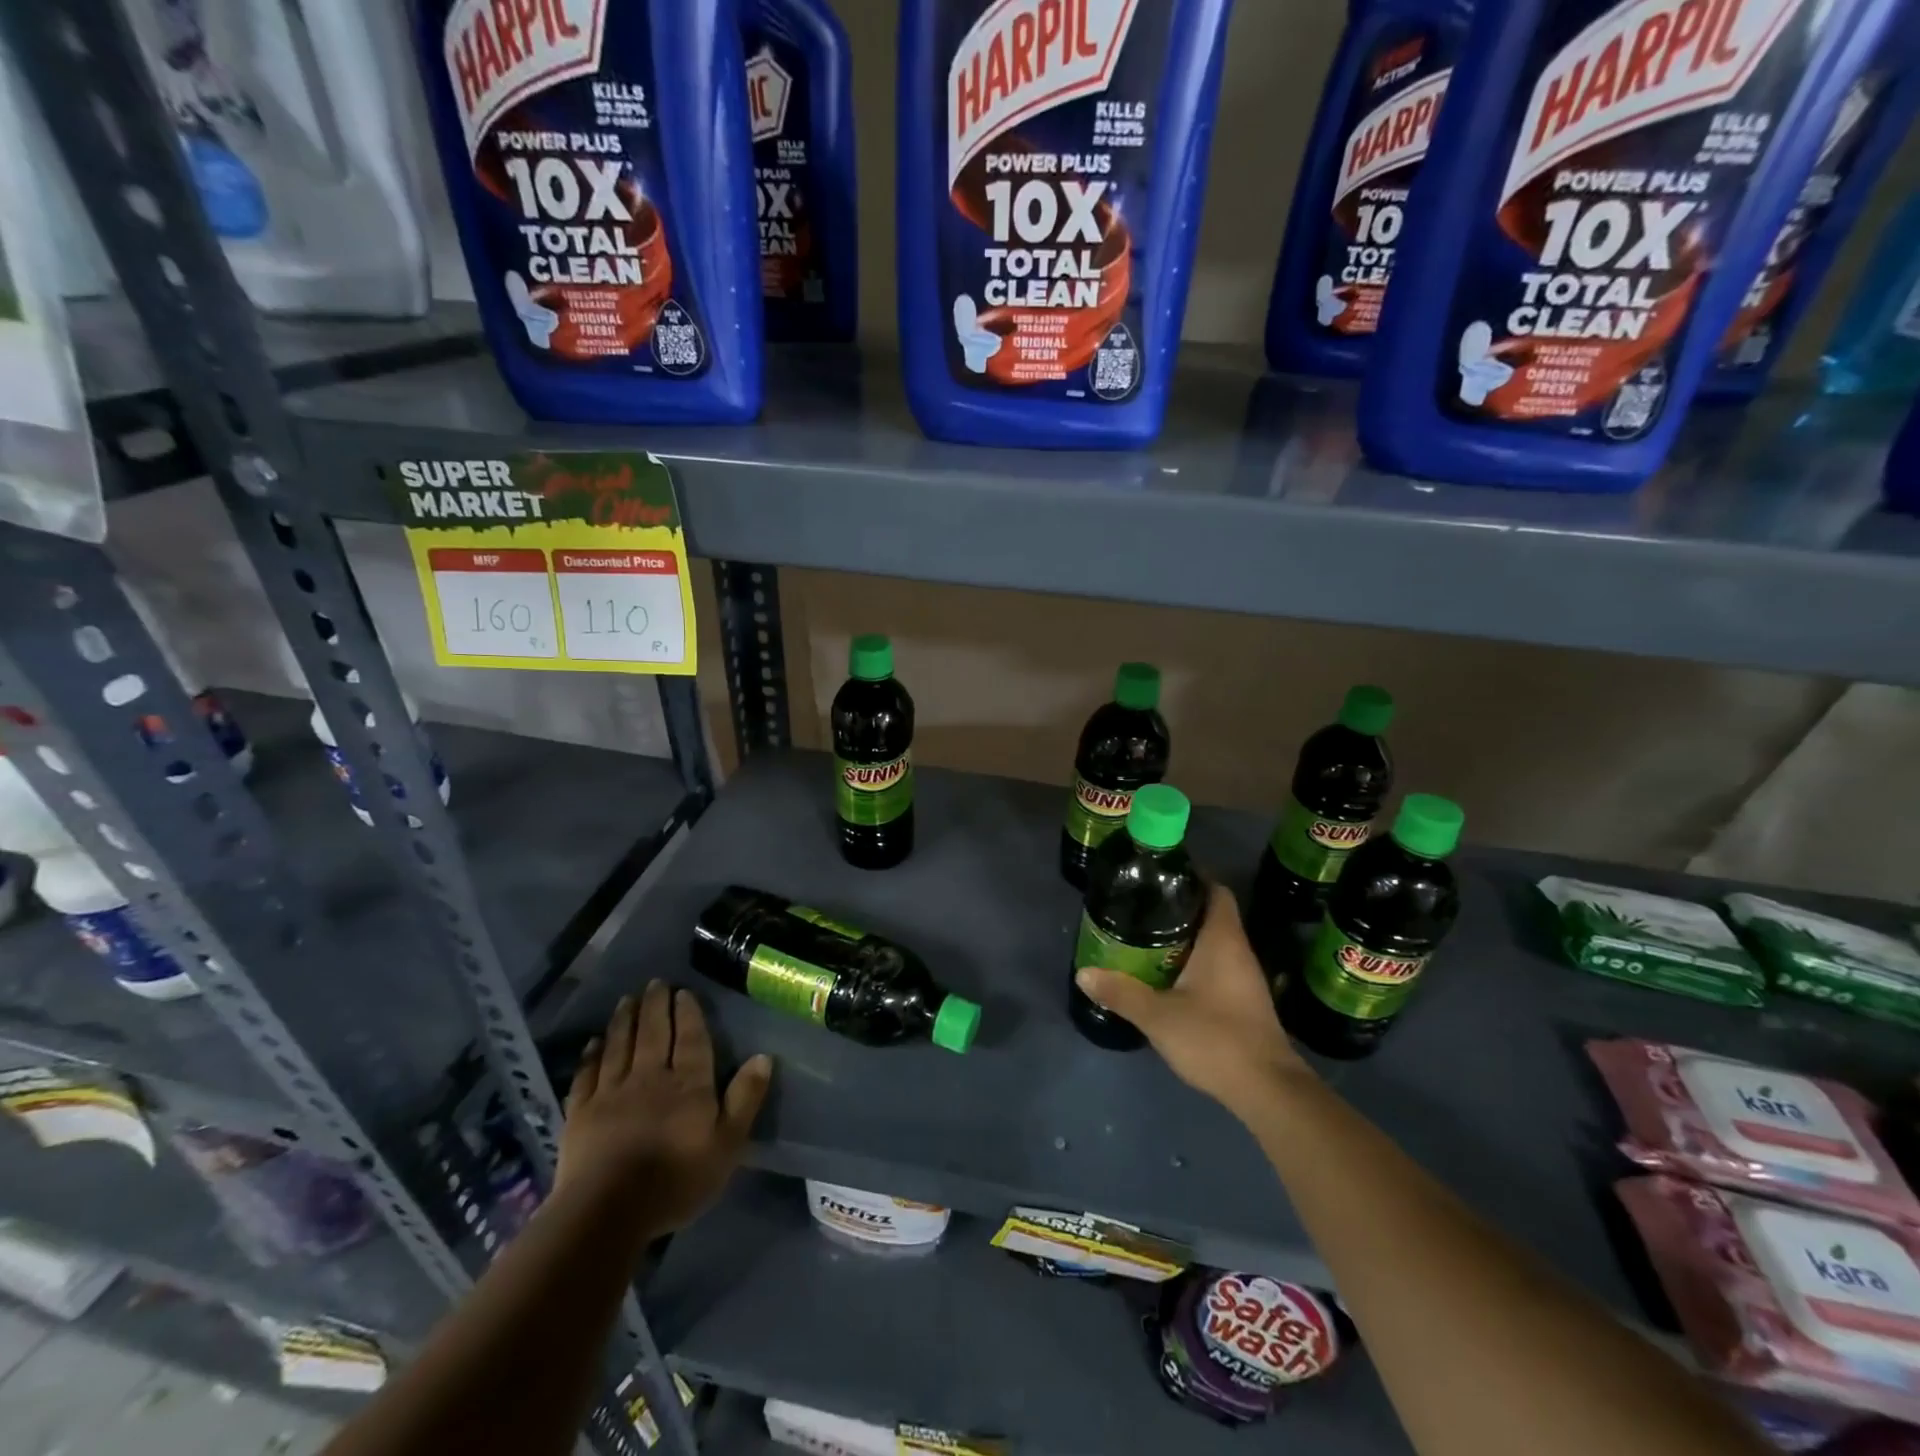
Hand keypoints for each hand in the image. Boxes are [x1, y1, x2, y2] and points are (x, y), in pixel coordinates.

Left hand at [555, 981, 771, 1235]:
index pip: (690, 1038)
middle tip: (655, 983)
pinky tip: (593, 1043)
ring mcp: (611, 1093)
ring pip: (620, 1046)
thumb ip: (745, 1098)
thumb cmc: (676, 1179)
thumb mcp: (728, 1144)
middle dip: (655, 1006)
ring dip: (624, 1020)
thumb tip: (764, 1057)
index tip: (683, 992)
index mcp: (688, 1083)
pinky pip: (587, 1075)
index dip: (687, 1013)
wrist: (607, 1212)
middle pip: (653, 1033)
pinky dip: (591, 1055)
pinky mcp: (580, 1114)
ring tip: (627, 999)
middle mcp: (649, 1077)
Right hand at [1075, 883, 1309, 1119]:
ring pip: (1213, 942)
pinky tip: (1166, 974)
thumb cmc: (1216, 1039)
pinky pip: (1216, 965)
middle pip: (1211, 914)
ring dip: (1184, 936)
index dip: (1192, 877)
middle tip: (1141, 905)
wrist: (1268, 1090)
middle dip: (1178, 907)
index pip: (1215, 890)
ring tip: (1145, 935)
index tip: (1160, 875)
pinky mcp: (1244, 1000)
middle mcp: (1238, 950)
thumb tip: (1083, 973)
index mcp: (1223, 940)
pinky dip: (1193, 961)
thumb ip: (1121, 993)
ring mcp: (1244, 977)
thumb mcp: (1159, 1015)